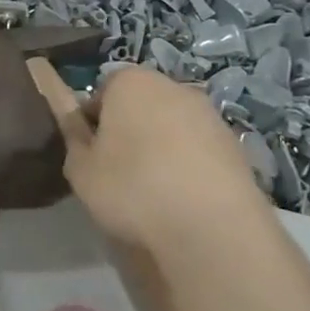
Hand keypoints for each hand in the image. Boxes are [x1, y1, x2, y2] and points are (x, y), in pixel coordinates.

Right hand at [26, 61, 273, 257]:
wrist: (211, 228)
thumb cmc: (132, 188)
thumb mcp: (81, 169)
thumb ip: (74, 138)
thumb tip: (77, 124)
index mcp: (131, 82)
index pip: (102, 91)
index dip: (92, 121)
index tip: (90, 152)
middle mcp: (173, 86)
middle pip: (140, 103)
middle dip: (128, 129)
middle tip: (117, 170)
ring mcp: (209, 114)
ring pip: (171, 125)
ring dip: (160, 146)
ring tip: (152, 188)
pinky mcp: (235, 144)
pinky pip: (198, 148)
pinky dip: (188, 164)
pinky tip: (182, 197)